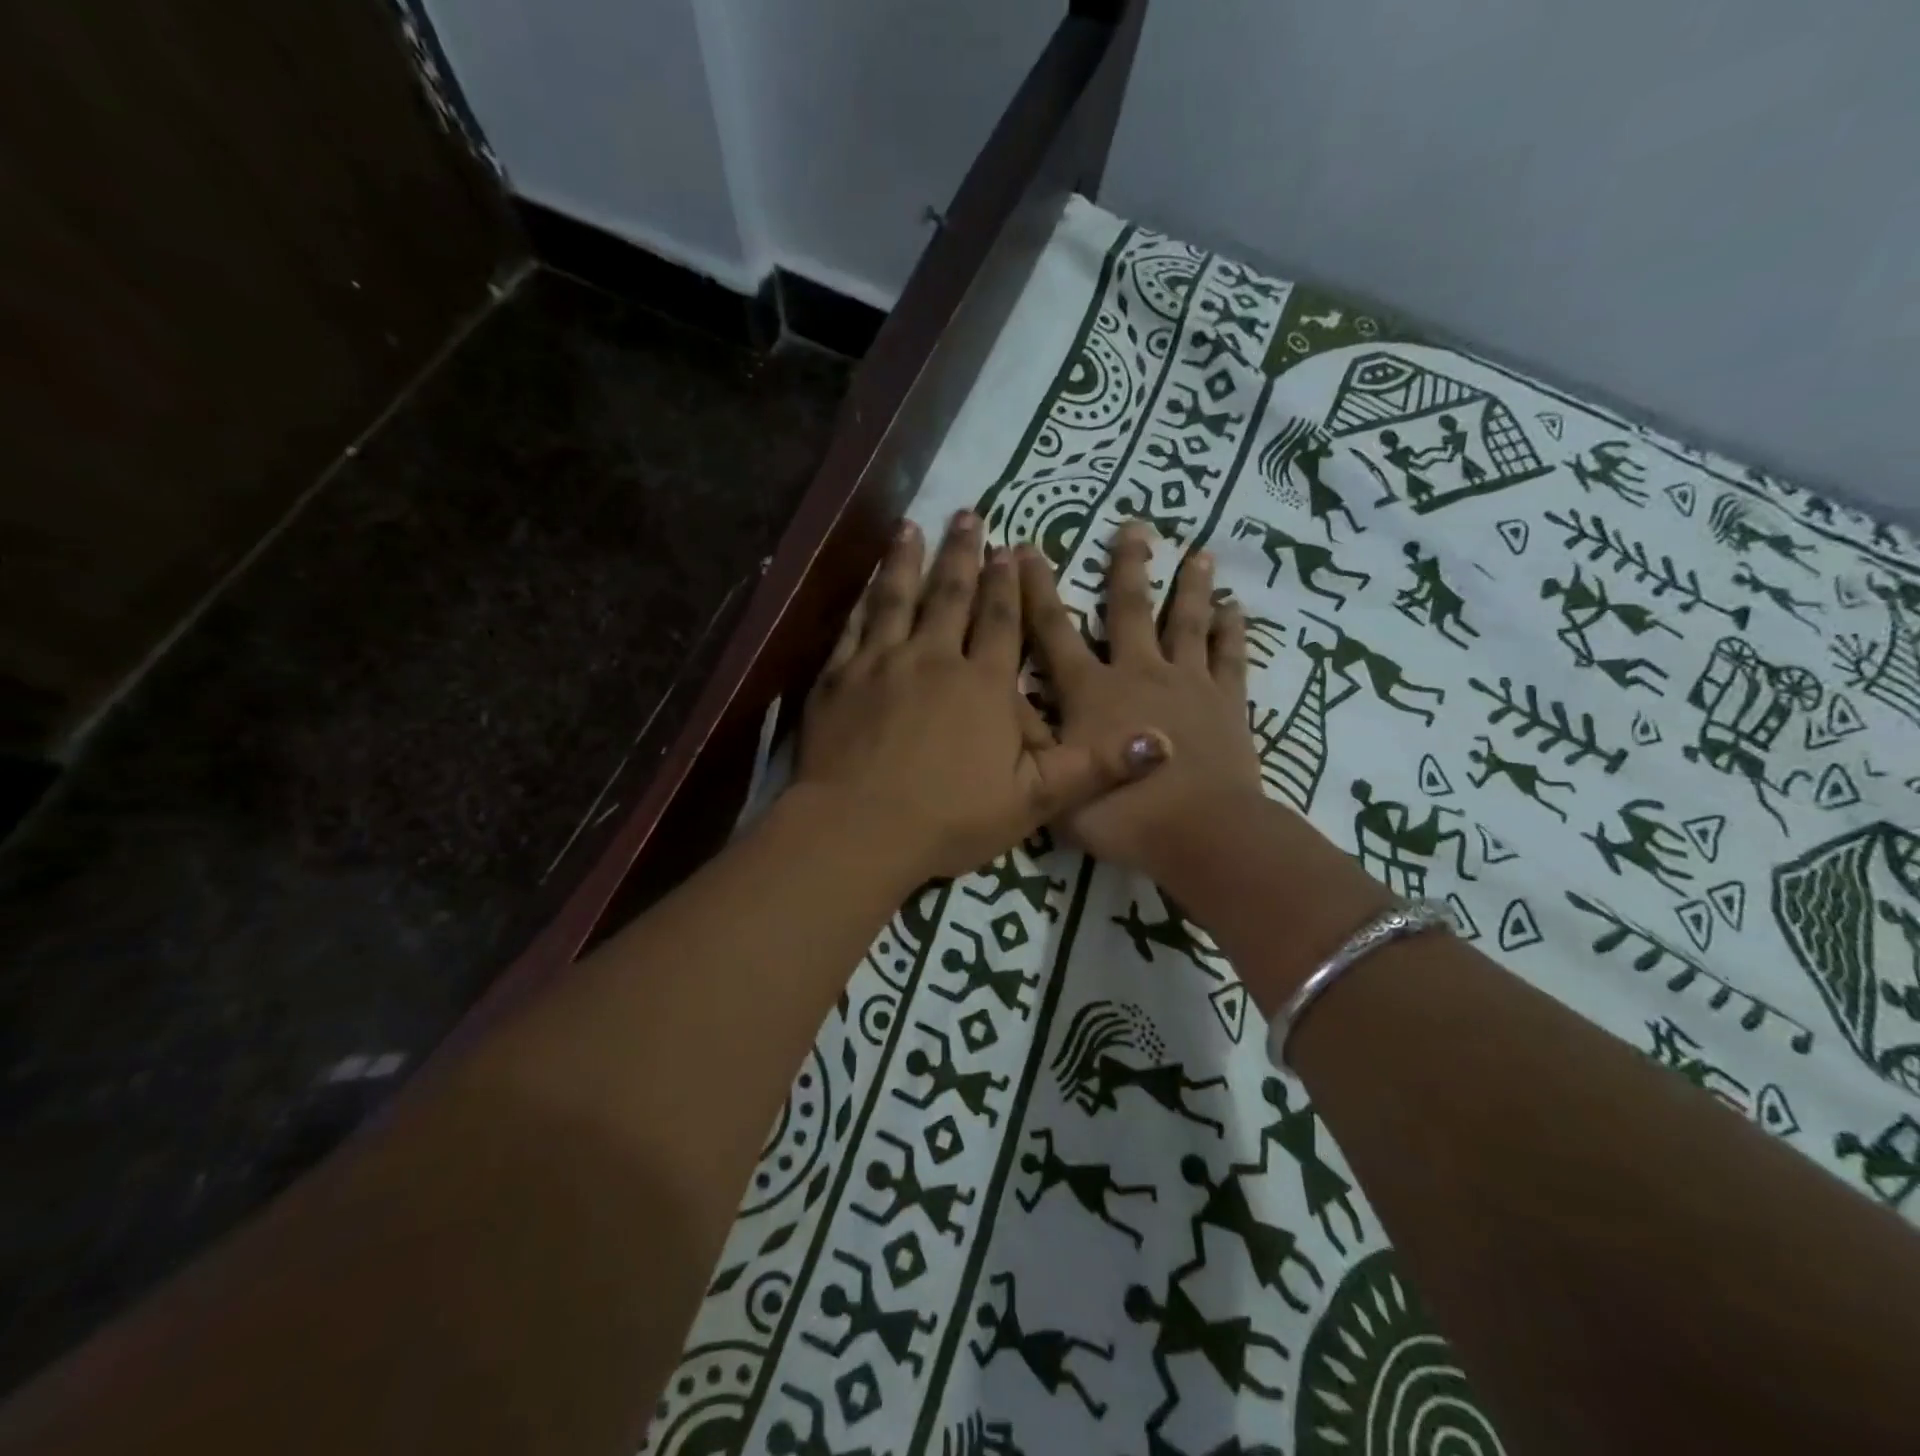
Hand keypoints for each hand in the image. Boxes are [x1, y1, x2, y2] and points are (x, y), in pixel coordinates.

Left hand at [796, 512, 1166, 883]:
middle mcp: (934, 659)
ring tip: (912, 527)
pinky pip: (853, 627)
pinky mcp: (838, 678)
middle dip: (962, 554)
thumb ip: (1094, 767)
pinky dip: (862, 600)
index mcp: (983, 685)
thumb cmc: (948, 818)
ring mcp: (880, 664)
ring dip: (907, 561)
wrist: (858, 829)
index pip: (1002, 622)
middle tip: (967, 515)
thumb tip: (1163, 740)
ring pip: (898, 599)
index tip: (1010, 547)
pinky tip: (865, 583)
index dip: (1008, 584)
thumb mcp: (1034, 802)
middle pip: (951, 596)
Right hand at [1020, 523, 1264, 877]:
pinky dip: (1234, 632)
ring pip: (1186, 623)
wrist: (1200, 834)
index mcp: (1091, 691)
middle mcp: (1137, 672)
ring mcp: (1187, 684)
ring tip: (1198, 552)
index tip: (1025, 549)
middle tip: (1134, 524)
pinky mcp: (1226, 703)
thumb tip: (1002, 692)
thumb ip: (1027, 736)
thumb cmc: (1119, 815)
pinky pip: (1230, 658)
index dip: (1036, 589)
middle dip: (1126, 565)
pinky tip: (1238, 609)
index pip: (1053, 630)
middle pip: (1129, 609)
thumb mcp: (1052, 782)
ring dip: (1190, 586)